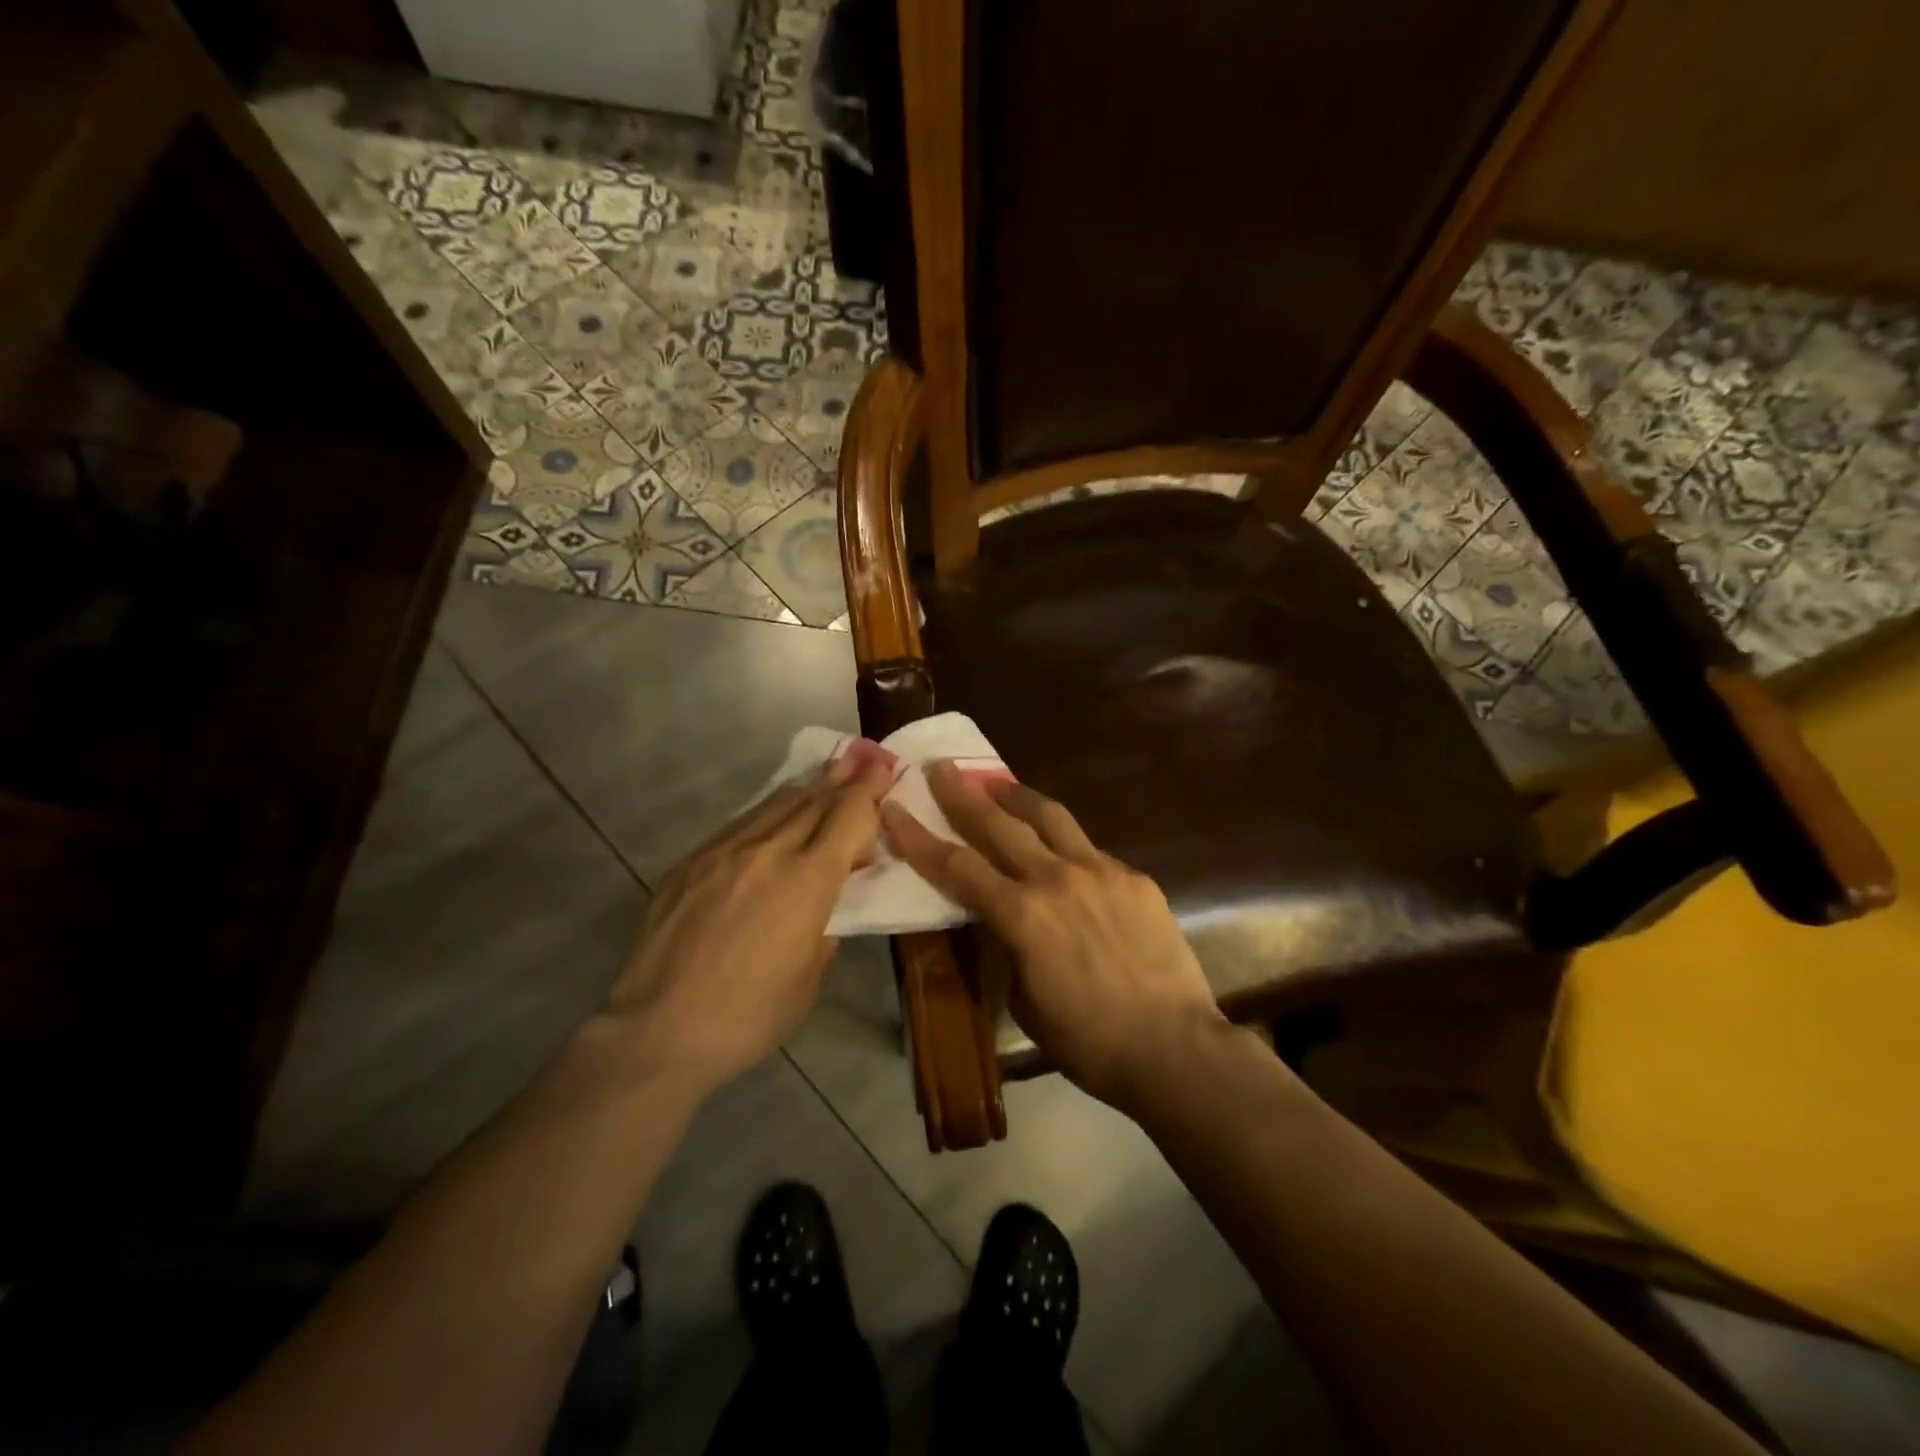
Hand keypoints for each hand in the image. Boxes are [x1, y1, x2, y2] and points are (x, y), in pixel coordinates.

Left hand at [604, 745, 895, 1091]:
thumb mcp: (808, 978)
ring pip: (776, 805)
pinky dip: (769, 811)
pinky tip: (776, 811)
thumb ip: (824, 929)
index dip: (870, 790)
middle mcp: (768, 853)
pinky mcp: (691, 862)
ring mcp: (723, 852)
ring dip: (809, 788)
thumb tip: (824, 904)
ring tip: (828, 772)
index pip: (847, 818)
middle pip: (814, 801)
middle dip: (845, 779)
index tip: (884, 769)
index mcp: (807, 883)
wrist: (657, 1030)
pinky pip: (740, 824)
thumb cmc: (748, 1016)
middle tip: (865, 759)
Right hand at [881, 762, 1228, 1108]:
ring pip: (1049, 817)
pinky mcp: (1134, 878)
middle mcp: (1055, 878)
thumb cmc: (1088, 1041)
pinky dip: (1065, 844)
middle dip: (962, 794)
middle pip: (998, 824)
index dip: (918, 837)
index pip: (956, 866)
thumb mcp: (1024, 1000)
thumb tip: (1009, 924)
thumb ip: (1009, 948)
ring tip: (997, 783)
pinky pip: (1090, 850)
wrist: (1172, 1047)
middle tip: (941, 768)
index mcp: (1021, 915)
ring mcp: (1100, 871)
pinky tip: (1063, 855)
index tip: (894, 807)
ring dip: (1016, 797)